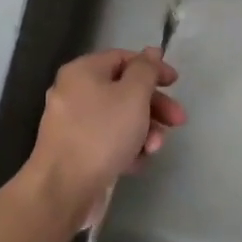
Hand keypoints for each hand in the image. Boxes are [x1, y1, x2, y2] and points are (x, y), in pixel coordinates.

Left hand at [20, 48, 186, 232]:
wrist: (63, 189)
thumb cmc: (102, 134)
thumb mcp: (133, 95)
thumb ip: (146, 70)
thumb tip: (151, 52)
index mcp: (83, 71)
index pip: (123, 58)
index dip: (152, 68)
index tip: (175, 84)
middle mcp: (73, 92)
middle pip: (123, 90)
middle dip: (154, 106)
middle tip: (178, 122)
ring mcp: (72, 123)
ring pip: (118, 118)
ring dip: (144, 130)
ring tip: (154, 149)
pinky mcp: (75, 151)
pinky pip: (107, 140)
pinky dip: (126, 148)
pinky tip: (137, 163)